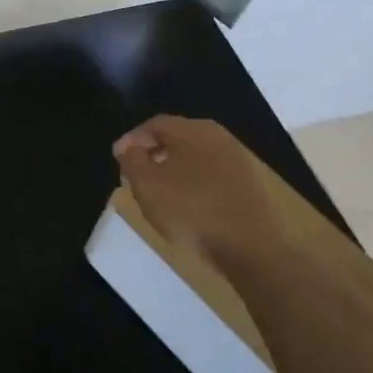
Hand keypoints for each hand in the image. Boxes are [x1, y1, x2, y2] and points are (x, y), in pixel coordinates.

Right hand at [112, 115, 279, 263]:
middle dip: (153, 154)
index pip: (155, 124)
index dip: (133, 140)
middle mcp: (220, 138)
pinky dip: (196, 186)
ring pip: (197, 159)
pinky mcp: (252, 187)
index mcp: (194, 130)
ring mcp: (240, 162)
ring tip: (161, 195)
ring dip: (175, 171)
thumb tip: (126, 146)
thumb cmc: (192, 211)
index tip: (119, 160)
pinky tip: (189, 208)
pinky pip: (214, 178)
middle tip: (137, 176)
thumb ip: (132, 160)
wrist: (253, 248)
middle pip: (178, 139)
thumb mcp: (148, 185)